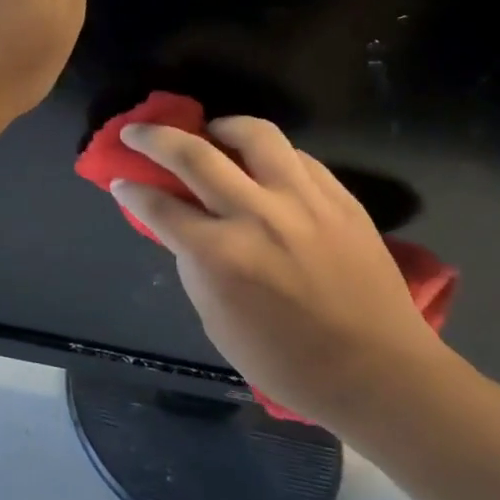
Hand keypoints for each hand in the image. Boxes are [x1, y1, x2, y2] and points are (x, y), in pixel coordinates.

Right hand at [111, 118, 443, 425]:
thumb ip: (193, 264)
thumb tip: (179, 224)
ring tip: (210, 133)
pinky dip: (267, 153)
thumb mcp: (217, 321)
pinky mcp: (338, 197)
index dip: (131, 189)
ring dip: (219, 127)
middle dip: (152, 138)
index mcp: (220, 255)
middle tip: (136, 132)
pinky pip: (295, 155)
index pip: (159, 206)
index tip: (120, 180)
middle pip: (192, 154)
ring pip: (252, 134)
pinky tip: (261, 165)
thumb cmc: (287, 361)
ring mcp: (302, 200)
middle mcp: (256, 215)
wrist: (379, 373)